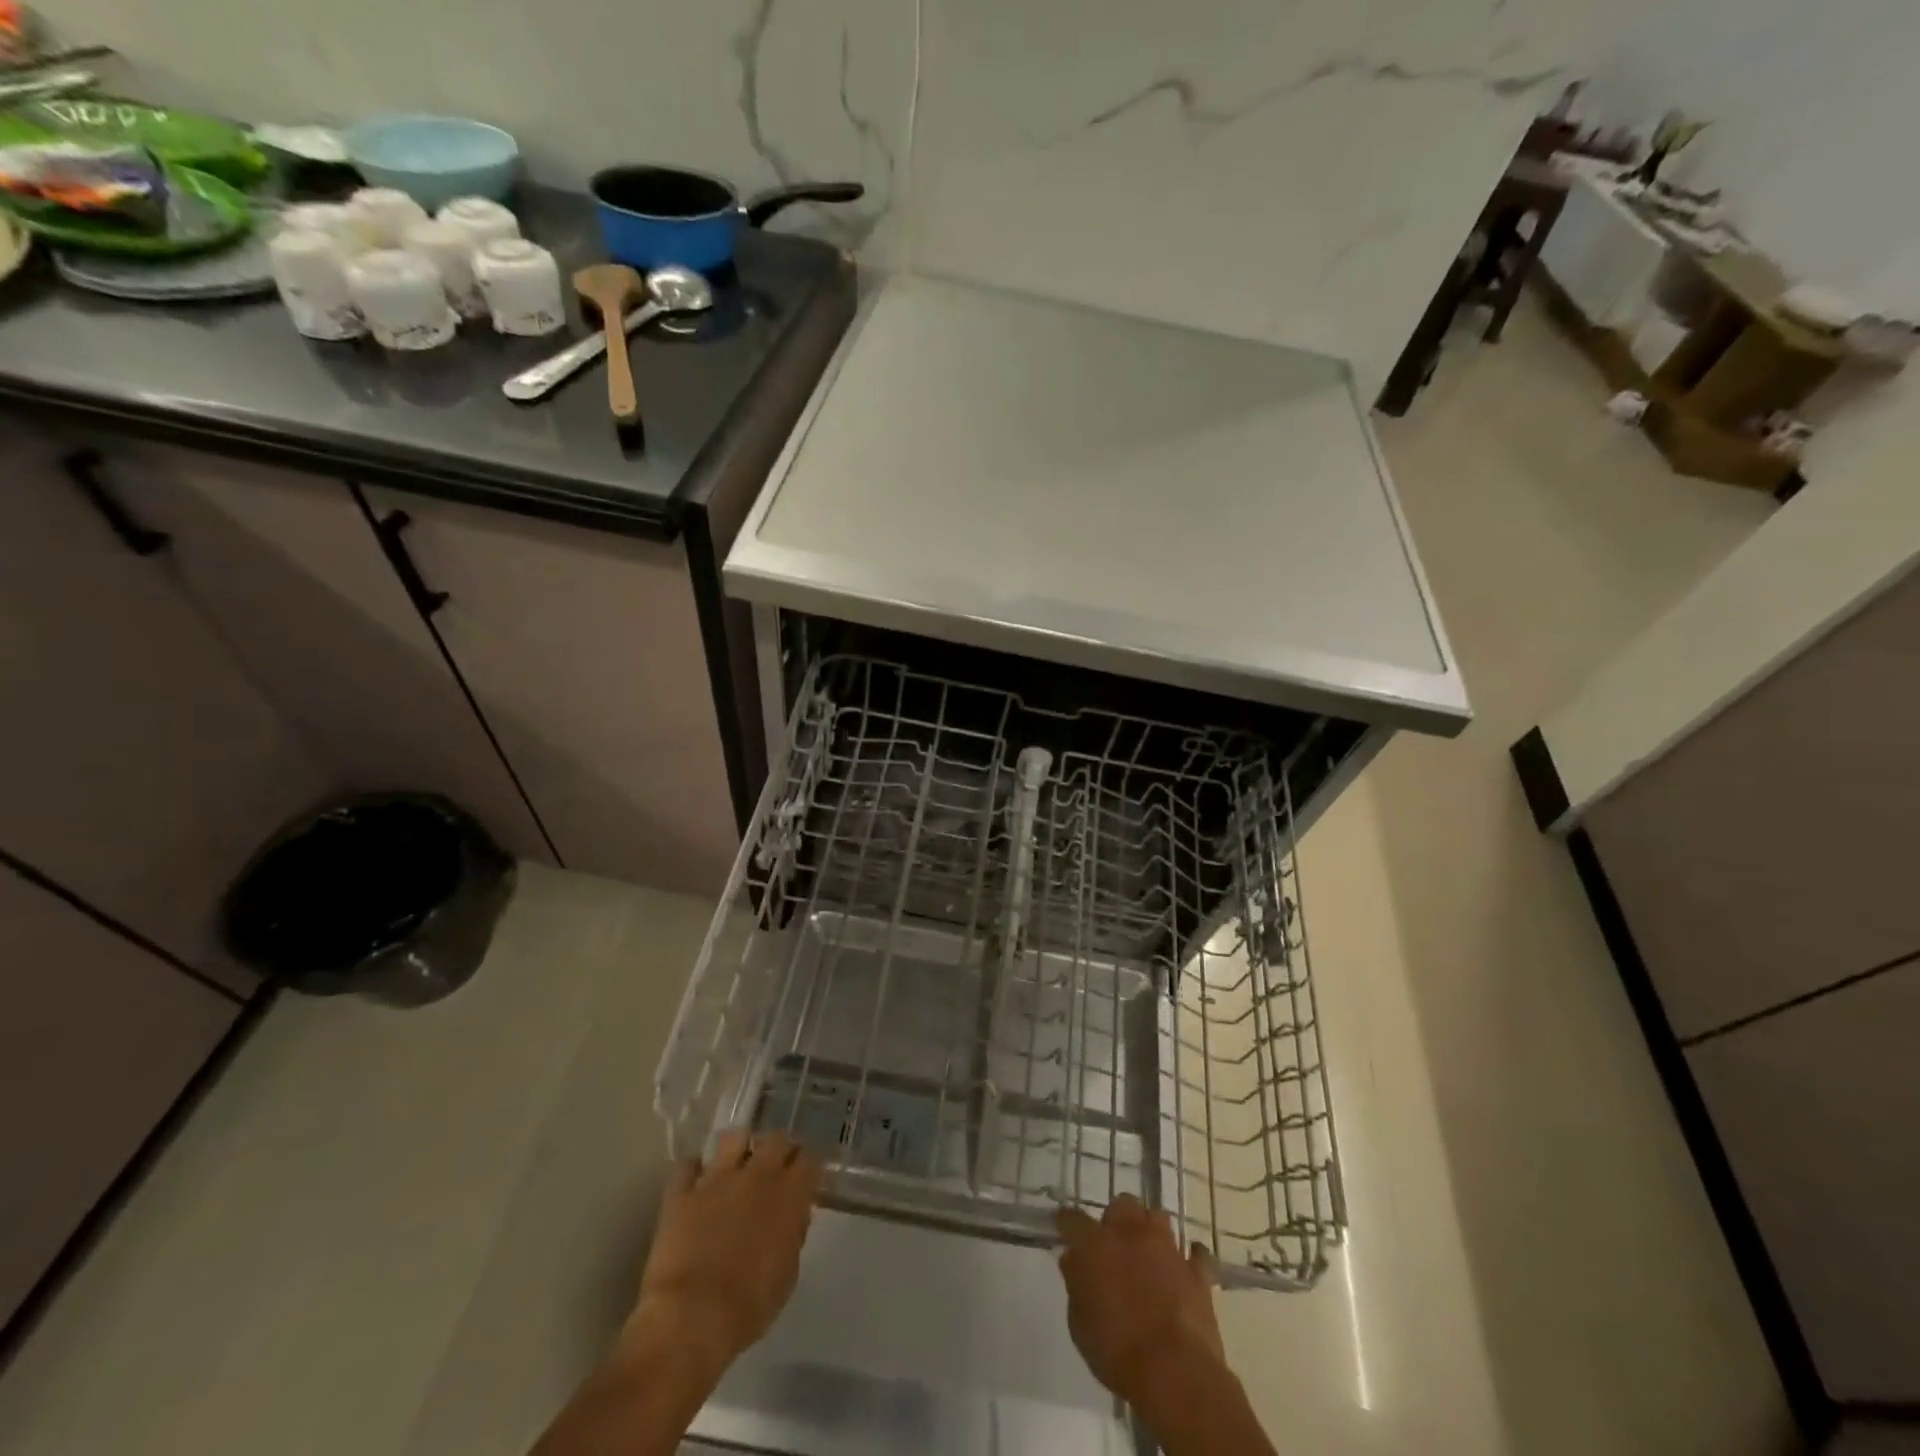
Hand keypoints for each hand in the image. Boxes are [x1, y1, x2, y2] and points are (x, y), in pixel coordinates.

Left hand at [627, 1130, 822, 1372]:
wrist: (692, 1318)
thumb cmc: (750, 1305)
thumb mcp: (787, 1274)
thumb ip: (793, 1234)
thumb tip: (793, 1215)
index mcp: (789, 1193)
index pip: (810, 1158)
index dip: (808, 1165)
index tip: (805, 1176)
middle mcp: (757, 1174)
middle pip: (776, 1138)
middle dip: (778, 1149)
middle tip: (773, 1169)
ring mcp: (717, 1178)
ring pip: (733, 1137)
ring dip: (738, 1149)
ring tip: (735, 1167)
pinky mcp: (682, 1191)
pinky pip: (687, 1166)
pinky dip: (693, 1171)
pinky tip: (695, 1182)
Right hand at [1055, 1195, 1223, 1404]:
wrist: (1174, 1371)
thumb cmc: (1116, 1350)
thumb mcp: (1079, 1324)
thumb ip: (1076, 1285)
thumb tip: (1075, 1261)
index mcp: (1096, 1244)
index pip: (1073, 1219)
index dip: (1066, 1222)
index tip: (1063, 1226)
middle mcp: (1131, 1234)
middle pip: (1122, 1204)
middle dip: (1117, 1219)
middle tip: (1114, 1244)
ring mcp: (1167, 1248)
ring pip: (1158, 1217)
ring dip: (1150, 1230)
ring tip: (1148, 1252)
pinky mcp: (1196, 1271)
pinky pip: (1197, 1253)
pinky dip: (1190, 1258)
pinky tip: (1185, 1267)